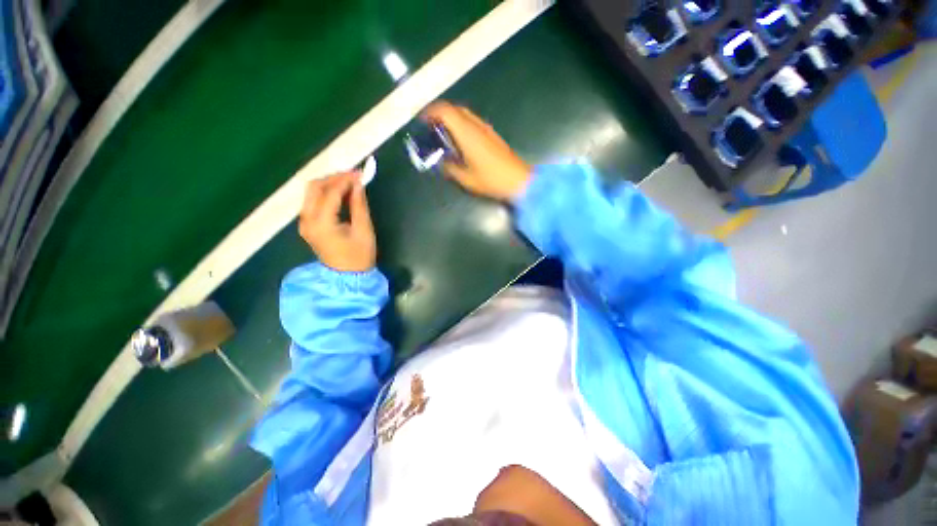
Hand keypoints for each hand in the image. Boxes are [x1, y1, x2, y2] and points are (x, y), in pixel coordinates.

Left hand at [298, 172, 375, 271]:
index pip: (330, 192)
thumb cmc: (359, 256)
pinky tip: (341, 193)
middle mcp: (307, 220)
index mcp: (322, 223)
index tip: (359, 173)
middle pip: (314, 187)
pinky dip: (326, 194)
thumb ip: (359, 205)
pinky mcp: (308, 225)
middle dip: (333, 178)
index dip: (345, 180)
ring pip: (311, 193)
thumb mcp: (364, 230)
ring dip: (329, 184)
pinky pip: (313, 202)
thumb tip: (358, 185)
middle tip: (353, 176)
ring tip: (349, 182)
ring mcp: (305, 223)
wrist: (347, 277)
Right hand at [423, 101, 531, 201]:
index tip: (422, 119)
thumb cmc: (491, 180)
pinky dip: (462, 125)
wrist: (518, 180)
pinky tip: (460, 141)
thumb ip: (450, 168)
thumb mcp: (466, 179)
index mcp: (467, 134)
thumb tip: (441, 163)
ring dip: (451, 118)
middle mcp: (477, 126)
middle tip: (431, 126)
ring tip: (443, 134)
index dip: (431, 112)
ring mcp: (486, 129)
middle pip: (455, 108)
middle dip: (440, 113)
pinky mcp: (492, 134)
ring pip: (465, 114)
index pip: (446, 111)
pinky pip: (473, 122)